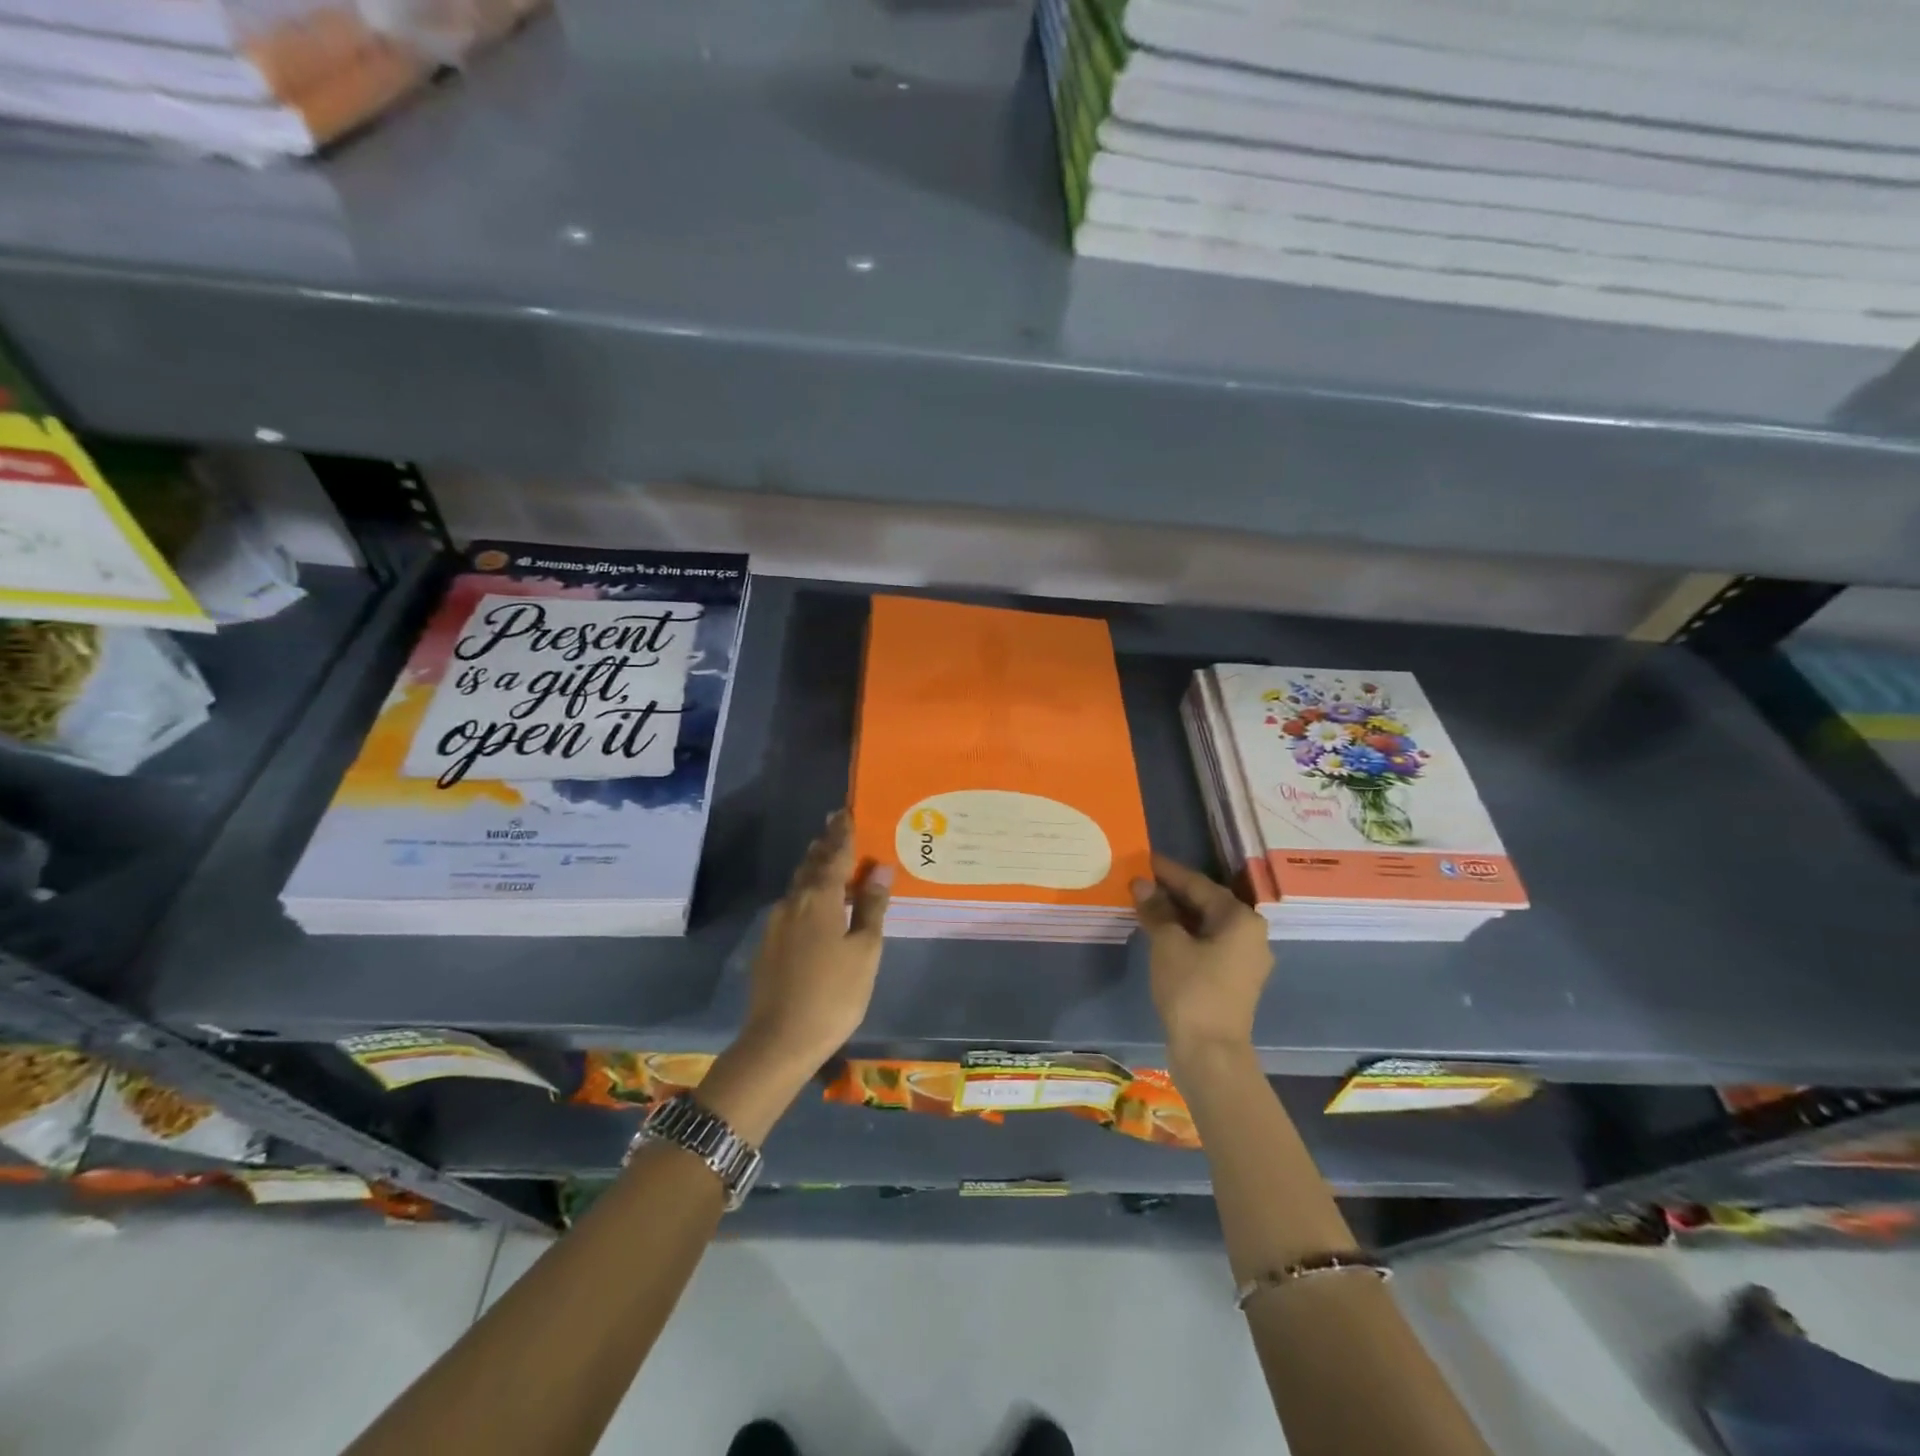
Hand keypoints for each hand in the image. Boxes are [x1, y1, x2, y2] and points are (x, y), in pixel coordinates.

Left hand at [740, 810, 891, 1070]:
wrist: (779, 1041)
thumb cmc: (834, 995)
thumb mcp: (865, 951)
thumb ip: (872, 907)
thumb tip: (880, 868)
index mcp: (820, 898)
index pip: (834, 855)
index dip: (842, 833)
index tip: (845, 812)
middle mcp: (793, 902)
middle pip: (810, 864)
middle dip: (824, 845)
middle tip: (836, 827)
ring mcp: (776, 924)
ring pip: (798, 885)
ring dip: (813, 868)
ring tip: (827, 859)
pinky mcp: (767, 945)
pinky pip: (792, 906)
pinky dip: (806, 894)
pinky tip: (815, 905)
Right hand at [1132, 854, 1272, 1056]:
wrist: (1210, 1053)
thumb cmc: (1191, 989)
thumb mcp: (1167, 944)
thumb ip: (1157, 910)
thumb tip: (1142, 884)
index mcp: (1241, 919)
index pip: (1199, 884)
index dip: (1169, 871)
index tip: (1145, 859)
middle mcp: (1251, 934)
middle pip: (1207, 903)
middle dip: (1173, 892)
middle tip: (1142, 880)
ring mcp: (1245, 959)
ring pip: (1207, 925)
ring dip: (1177, 914)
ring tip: (1146, 903)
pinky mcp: (1233, 979)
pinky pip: (1208, 944)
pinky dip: (1185, 934)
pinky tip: (1161, 932)